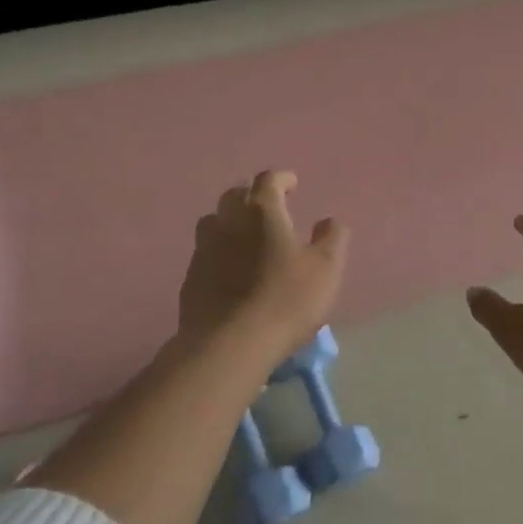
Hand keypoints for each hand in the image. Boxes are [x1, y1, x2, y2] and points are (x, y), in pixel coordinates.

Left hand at [177, 169, 349, 354]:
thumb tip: (329, 221)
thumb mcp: (325, 269)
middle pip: (235, 194)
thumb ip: (332, 238)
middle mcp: (229, 221)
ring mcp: (204, 249)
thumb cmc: (285, 300)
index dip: (281, 179)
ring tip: (245, 234)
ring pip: (214, 221)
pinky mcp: (191, 277)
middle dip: (252, 194)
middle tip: (268, 206)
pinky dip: (218, 250)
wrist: (229, 344)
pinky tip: (229, 268)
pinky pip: (205, 252)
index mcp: (262, 212)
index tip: (292, 184)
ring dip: (230, 220)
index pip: (268, 180)